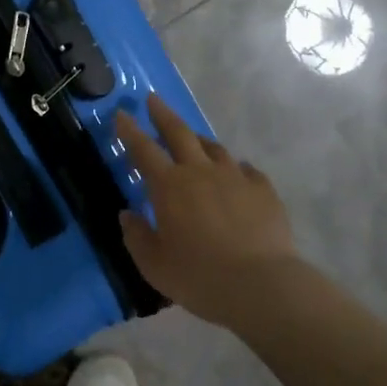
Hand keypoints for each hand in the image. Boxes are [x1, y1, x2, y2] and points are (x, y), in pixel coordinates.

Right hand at [115, 93, 300, 327]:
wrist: (261, 286)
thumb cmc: (199, 276)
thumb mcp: (154, 264)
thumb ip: (136, 237)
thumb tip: (127, 215)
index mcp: (169, 186)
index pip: (143, 150)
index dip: (130, 130)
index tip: (122, 113)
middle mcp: (200, 172)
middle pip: (179, 133)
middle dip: (163, 115)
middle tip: (153, 99)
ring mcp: (235, 178)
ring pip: (214, 148)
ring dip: (200, 140)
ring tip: (194, 140)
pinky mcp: (264, 191)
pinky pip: (247, 171)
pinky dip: (237, 169)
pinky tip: (238, 175)